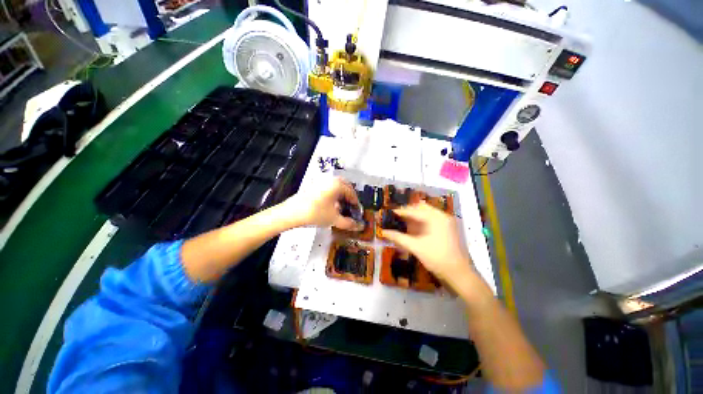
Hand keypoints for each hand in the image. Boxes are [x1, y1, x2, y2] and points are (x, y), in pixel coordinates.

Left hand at [283, 177, 363, 230]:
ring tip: (342, 208)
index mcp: (338, 185)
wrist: (291, 213)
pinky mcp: (314, 186)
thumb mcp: (334, 219)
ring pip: (337, 187)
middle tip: (351, 208)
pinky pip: (329, 188)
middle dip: (350, 197)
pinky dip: (334, 195)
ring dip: (342, 196)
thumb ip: (348, 223)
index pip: (352, 193)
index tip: (357, 213)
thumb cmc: (315, 213)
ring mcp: (321, 182)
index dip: (356, 204)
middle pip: (345, 187)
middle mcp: (331, 180)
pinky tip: (331, 206)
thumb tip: (359, 226)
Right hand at [383, 202, 475, 286]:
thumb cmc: (436, 258)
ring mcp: (446, 222)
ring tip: (403, 221)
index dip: (401, 211)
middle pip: (421, 208)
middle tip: (397, 217)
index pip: (414, 211)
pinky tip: (414, 228)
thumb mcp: (415, 247)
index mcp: (435, 218)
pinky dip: (422, 221)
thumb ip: (398, 238)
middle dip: (408, 211)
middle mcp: (442, 216)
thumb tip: (383, 232)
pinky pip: (431, 219)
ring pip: (427, 212)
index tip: (390, 212)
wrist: (458, 273)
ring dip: (415, 215)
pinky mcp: (447, 228)